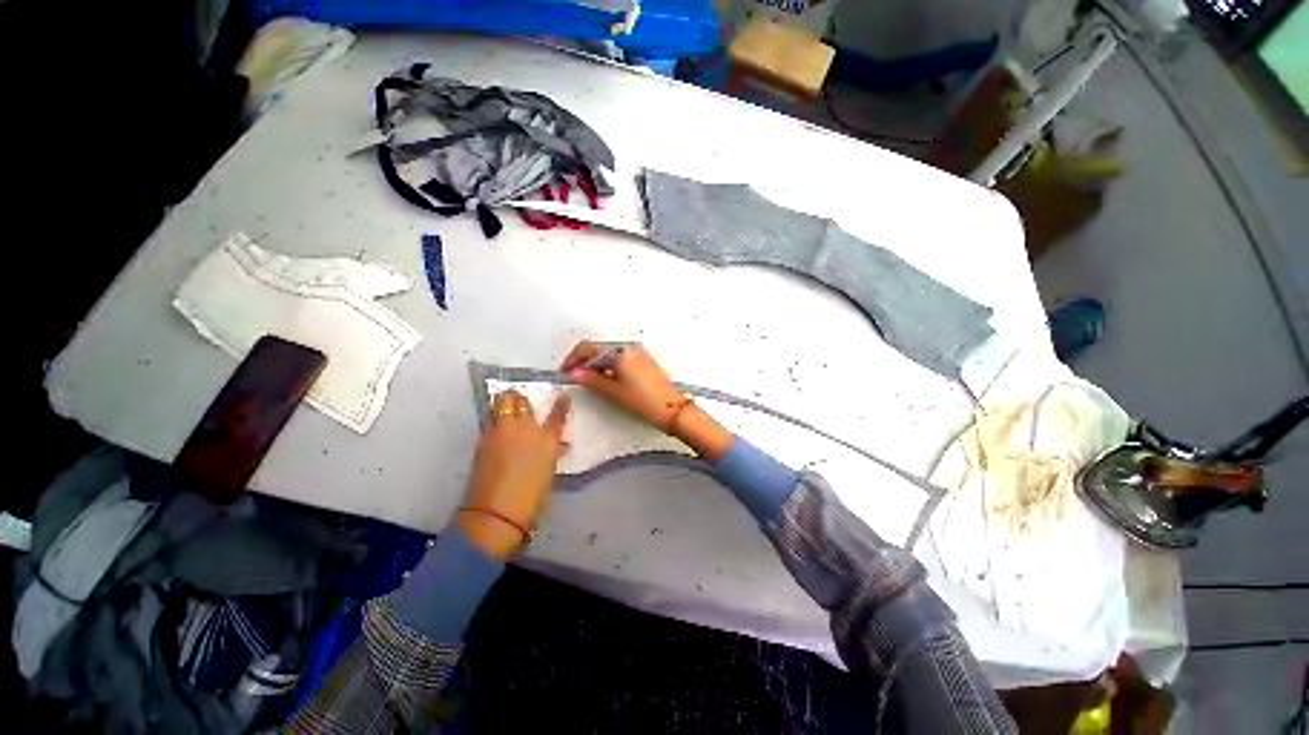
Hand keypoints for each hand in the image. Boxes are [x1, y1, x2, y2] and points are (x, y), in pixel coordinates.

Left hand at [457, 389, 569, 558]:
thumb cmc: (531, 496)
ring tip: (505, 406)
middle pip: (519, 401)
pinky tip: (496, 427)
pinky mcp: (483, 440)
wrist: (497, 511)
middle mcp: (524, 429)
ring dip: (504, 402)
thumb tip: (558, 446)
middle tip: (519, 400)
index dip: (562, 403)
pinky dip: (494, 420)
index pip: (557, 415)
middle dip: (518, 397)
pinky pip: (490, 421)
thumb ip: (552, 453)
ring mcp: (501, 432)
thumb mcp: (548, 471)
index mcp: (547, 439)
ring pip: (500, 404)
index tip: (563, 395)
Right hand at [561, 340, 731, 460]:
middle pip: (598, 348)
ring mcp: (638, 354)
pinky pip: (620, 358)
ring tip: (587, 380)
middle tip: (573, 376)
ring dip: (595, 363)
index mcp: (620, 352)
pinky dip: (608, 366)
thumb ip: (592, 379)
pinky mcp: (643, 362)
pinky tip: (605, 379)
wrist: (673, 410)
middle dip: (583, 360)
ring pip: (609, 353)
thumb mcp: (613, 392)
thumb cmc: (645, 402)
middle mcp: (629, 348)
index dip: (573, 359)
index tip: (565, 372)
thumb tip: (574, 373)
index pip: (588, 348)